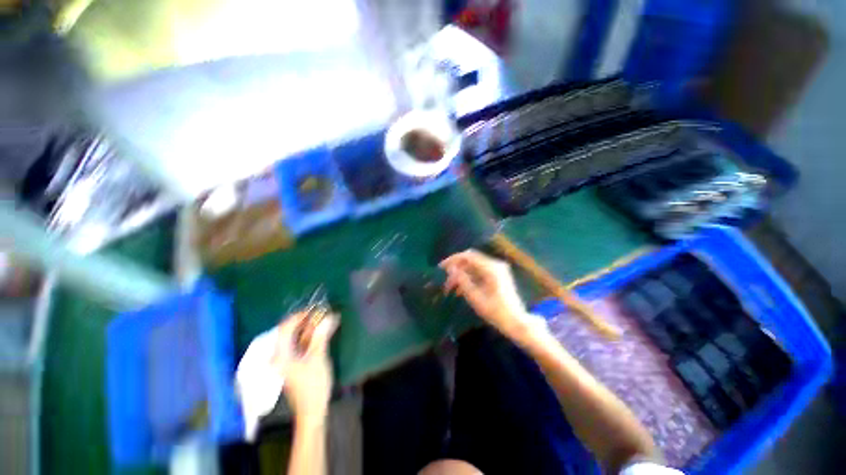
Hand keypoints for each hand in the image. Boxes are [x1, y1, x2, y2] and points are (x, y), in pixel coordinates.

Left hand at [272, 311, 338, 422]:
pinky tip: (324, 331)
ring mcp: (288, 359)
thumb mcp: (318, 358)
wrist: (312, 410)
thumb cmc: (313, 385)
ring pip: (297, 337)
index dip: (299, 316)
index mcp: (281, 355)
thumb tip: (328, 317)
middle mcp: (281, 355)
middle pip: (290, 331)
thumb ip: (321, 336)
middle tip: (323, 313)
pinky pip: (302, 344)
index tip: (314, 309)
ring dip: (311, 327)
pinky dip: (312, 336)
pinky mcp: (295, 362)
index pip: (285, 328)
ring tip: (327, 319)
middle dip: (307, 320)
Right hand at [440, 250, 535, 339]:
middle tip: (445, 279)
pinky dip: (469, 279)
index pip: (468, 256)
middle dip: (456, 268)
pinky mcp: (497, 276)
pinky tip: (460, 290)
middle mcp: (495, 265)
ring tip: (450, 288)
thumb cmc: (496, 312)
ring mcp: (497, 270)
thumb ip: (462, 281)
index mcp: (491, 268)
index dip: (453, 260)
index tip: (441, 267)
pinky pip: (479, 272)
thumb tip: (451, 269)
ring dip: (461, 275)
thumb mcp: (476, 298)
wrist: (517, 322)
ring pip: (473, 267)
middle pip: (470, 260)